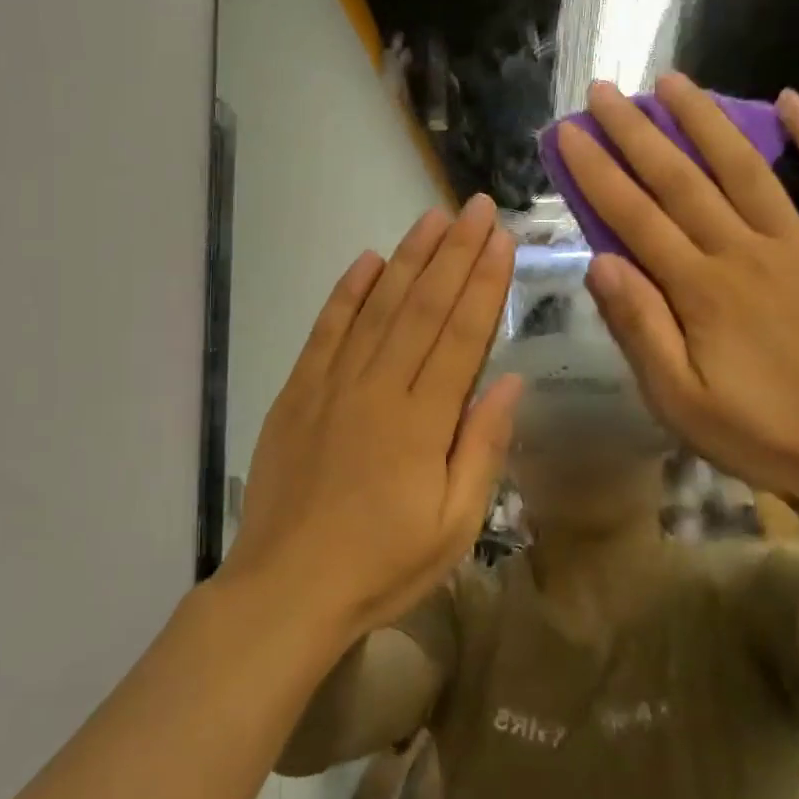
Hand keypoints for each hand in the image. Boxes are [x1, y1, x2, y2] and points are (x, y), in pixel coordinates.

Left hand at [226, 198, 523, 640]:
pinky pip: (325, 331)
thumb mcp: (454, 525)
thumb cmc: (382, 566)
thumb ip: (482, 448)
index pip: (460, 335)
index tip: (501, 241)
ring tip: (432, 219)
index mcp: (422, 421)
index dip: (484, 284)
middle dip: (454, 253)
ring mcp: (332, 385)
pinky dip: (346, 293)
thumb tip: (511, 382)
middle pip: (422, 307)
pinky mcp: (297, 393)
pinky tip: (366, 260)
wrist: (287, 590)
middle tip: (475, 208)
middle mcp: (378, 388)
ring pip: (377, 307)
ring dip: (407, 259)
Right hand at [556, 76, 798, 511]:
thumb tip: (599, 263)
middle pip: (680, 180)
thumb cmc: (766, 434)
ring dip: (706, 120)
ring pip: (745, 168)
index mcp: (699, 290)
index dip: (597, 171)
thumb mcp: (681, 401)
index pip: (634, 218)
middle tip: (605, 90)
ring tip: (674, 80)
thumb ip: (640, 329)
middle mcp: (744, 252)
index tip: (569, 132)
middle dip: (637, 131)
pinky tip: (791, 99)